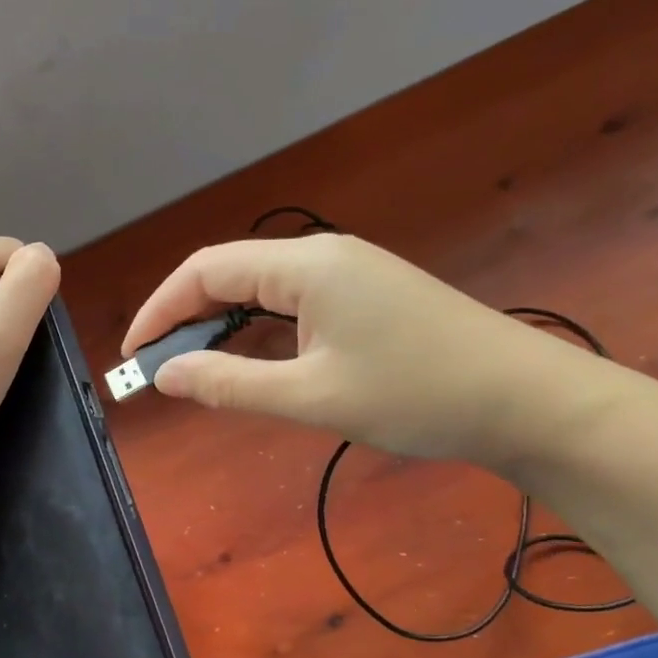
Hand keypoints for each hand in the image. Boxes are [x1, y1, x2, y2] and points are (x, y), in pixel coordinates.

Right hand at [121, 235, 617, 466]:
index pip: (205, 271)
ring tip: (192, 368)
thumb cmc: (416, 395)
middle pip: (229, 273)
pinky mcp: (367, 295)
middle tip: (156, 369)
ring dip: (219, 325)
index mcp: (305, 266)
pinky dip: (257, 330)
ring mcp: (349, 273)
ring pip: (260, 289)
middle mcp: (322, 256)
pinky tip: (250, 361)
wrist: (526, 401)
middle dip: (184, 318)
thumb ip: (230, 384)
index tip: (131, 356)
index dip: (159, 310)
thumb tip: (165, 376)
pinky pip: (291, 303)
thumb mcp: (312, 397)